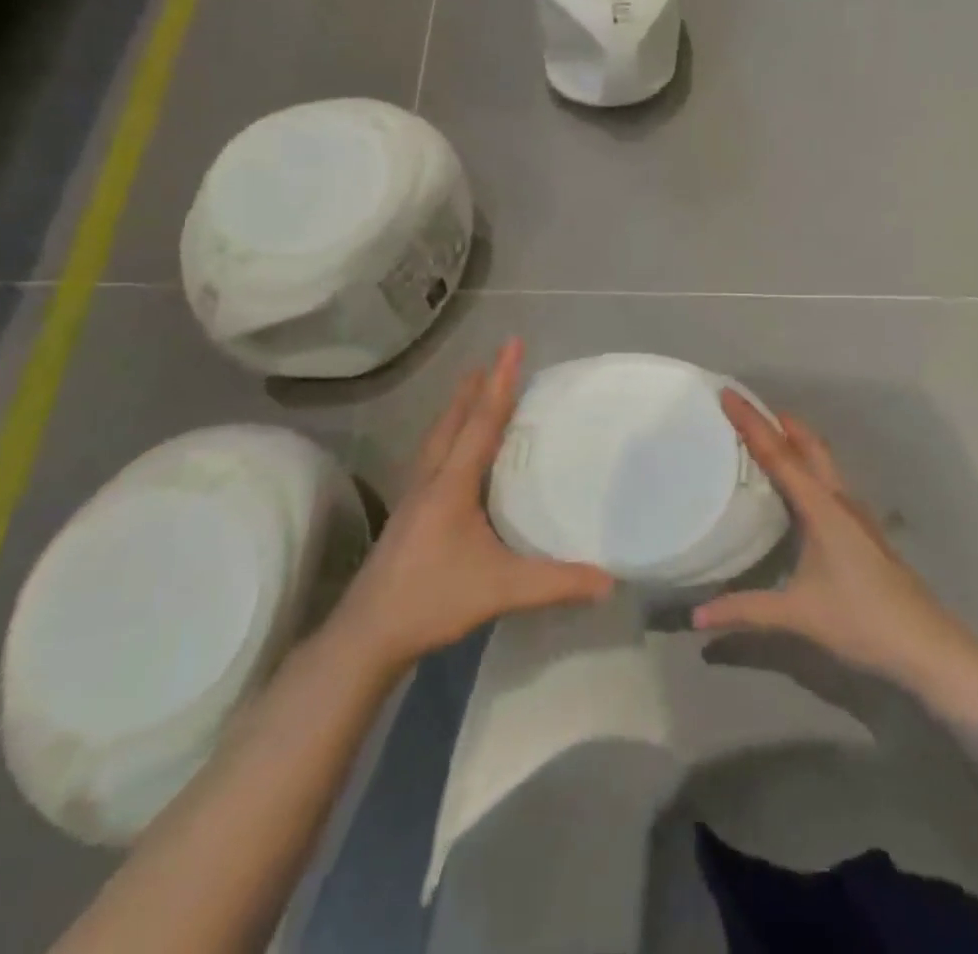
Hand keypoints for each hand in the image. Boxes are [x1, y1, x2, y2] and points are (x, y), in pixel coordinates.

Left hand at [323, 339, 614, 674]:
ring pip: (438, 438)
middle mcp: (431, 479)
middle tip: (493, 361)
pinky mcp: (408, 514)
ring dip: (458, 410)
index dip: (501, 381)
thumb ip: (556, 583)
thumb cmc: (432, 600)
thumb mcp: (501, 589)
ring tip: (473, 391)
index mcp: (452, 483)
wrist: (366, 634)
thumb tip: (610, 580)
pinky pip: (433, 457)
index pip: (482, 421)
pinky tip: (454, 453)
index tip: (512, 343)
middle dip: (475, 388)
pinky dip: (449, 436)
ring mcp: (414, 496)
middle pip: (454, 420)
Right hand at [693, 393, 971, 691]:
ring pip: (822, 461)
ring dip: (795, 442)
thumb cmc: (862, 620)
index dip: (751, 423)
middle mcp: (839, 500)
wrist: (926, 644)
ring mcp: (855, 513)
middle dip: (778, 421)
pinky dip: (807, 467)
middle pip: (808, 445)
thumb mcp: (798, 615)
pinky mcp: (862, 529)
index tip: (728, 394)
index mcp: (821, 507)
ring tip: (766, 437)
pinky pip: (828, 481)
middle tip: (746, 407)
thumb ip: (745, 611)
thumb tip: (697, 616)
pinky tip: (796, 488)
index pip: (779, 455)